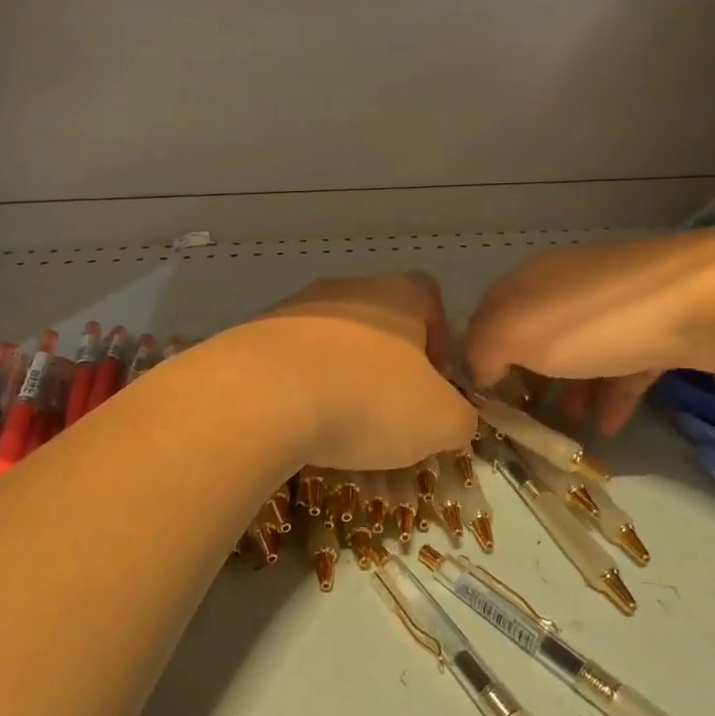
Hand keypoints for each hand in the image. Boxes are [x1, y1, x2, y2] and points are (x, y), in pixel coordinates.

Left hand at [224, 272, 476, 470]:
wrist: (262, 396)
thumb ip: (461, 417)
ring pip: (332, 342)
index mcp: (398, 294)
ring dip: (342, 377)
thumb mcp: (441, 421)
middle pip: (379, 322)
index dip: (439, 341)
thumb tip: (454, 418)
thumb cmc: (369, 399)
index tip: (433, 386)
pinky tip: (297, 424)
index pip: (430, 299)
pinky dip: (300, 388)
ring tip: (339, 427)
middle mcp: (347, 289)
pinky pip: (291, 361)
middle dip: (388, 366)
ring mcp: (295, 308)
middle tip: (389, 413)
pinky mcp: (253, 335)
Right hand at [463, 228, 714, 434]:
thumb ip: (483, 352)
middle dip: (527, 378)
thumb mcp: (515, 334)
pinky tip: (610, 427)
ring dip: (571, 391)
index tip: (482, 403)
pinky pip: (624, 365)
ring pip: (581, 353)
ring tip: (568, 431)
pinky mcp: (660, 327)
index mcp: (529, 282)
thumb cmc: (594, 321)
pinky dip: (612, 394)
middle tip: (524, 422)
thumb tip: (481, 371)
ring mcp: (616, 305)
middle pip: (536, 337)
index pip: (488, 318)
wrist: (706, 301)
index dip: (478, 359)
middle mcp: (568, 286)